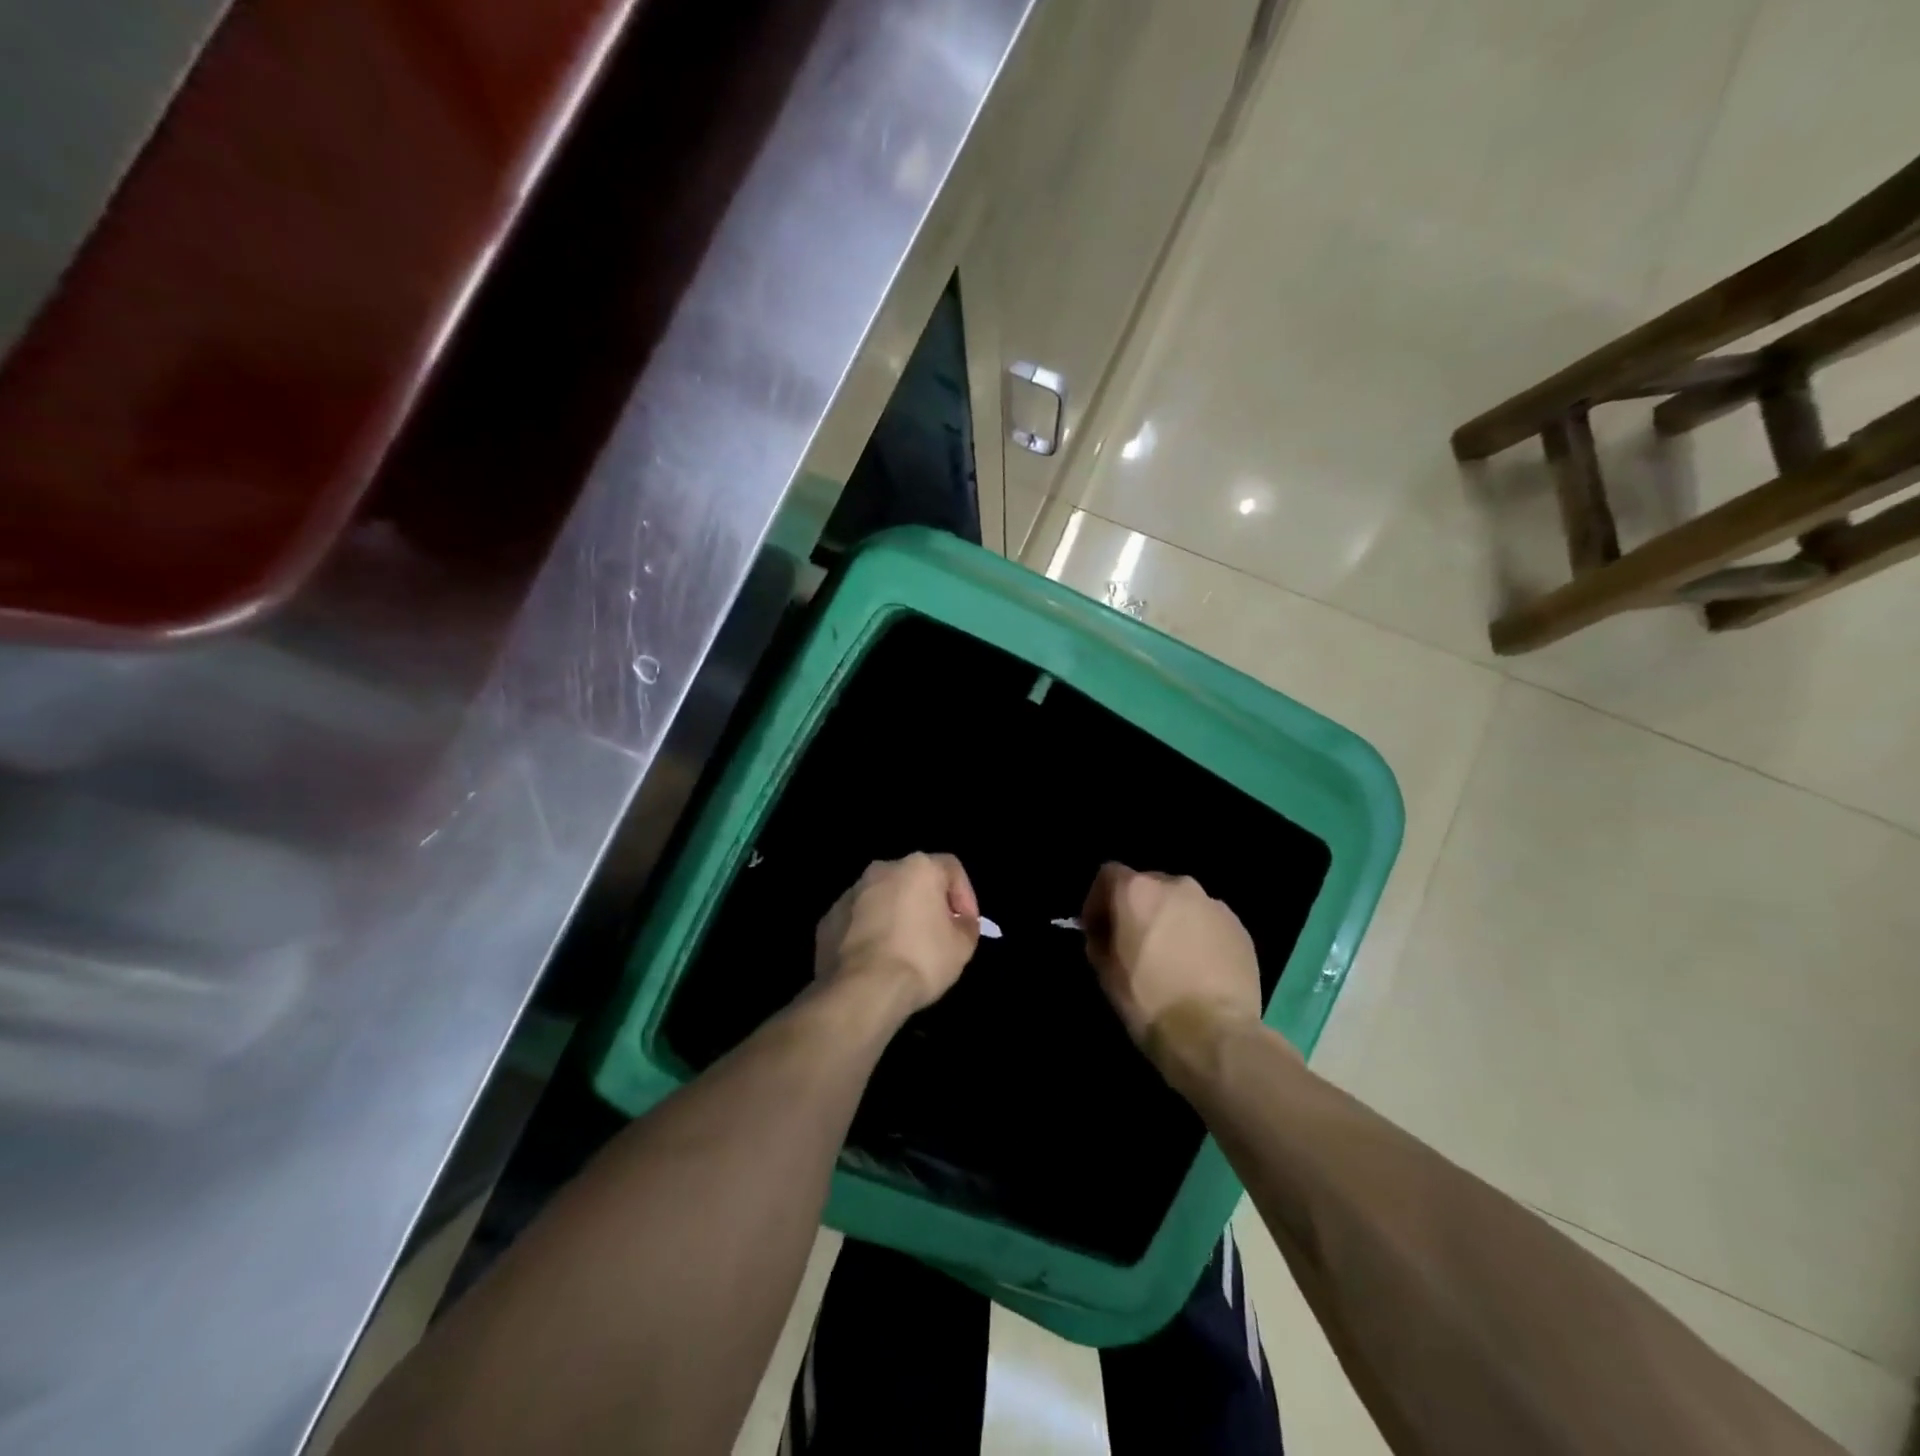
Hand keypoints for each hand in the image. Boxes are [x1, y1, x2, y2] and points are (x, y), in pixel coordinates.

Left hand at [815, 853, 980, 1013]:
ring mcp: (850, 893)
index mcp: (917, 867)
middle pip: (913, 880)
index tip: (966, 924)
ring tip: (904, 950)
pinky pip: (857, 919)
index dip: (965, 895)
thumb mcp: (962, 947)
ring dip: (896, 916)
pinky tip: (876, 960)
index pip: (951, 868)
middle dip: (927, 903)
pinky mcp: (828, 919)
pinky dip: (869, 932)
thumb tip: (960, 922)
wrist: (861, 990)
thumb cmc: (920, 960)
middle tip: (937, 934)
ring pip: (882, 898)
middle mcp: (881, 870)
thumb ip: (966, 926)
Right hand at [1080, 864, 1261, 1057]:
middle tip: (1135, 944)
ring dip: (1171, 921)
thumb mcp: (1106, 974)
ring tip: (1172, 958)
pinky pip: (1209, 922)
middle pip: (1149, 886)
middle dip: (1138, 909)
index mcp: (1138, 891)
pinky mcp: (1239, 927)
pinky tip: (1199, 968)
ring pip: (1182, 904)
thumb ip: (1100, 942)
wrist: (1215, 1035)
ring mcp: (1213, 904)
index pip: (1108, 875)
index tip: (1098, 930)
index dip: (1098, 900)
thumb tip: (1105, 935)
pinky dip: (1199, 936)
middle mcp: (1177, 885)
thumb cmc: (1149, 1002)